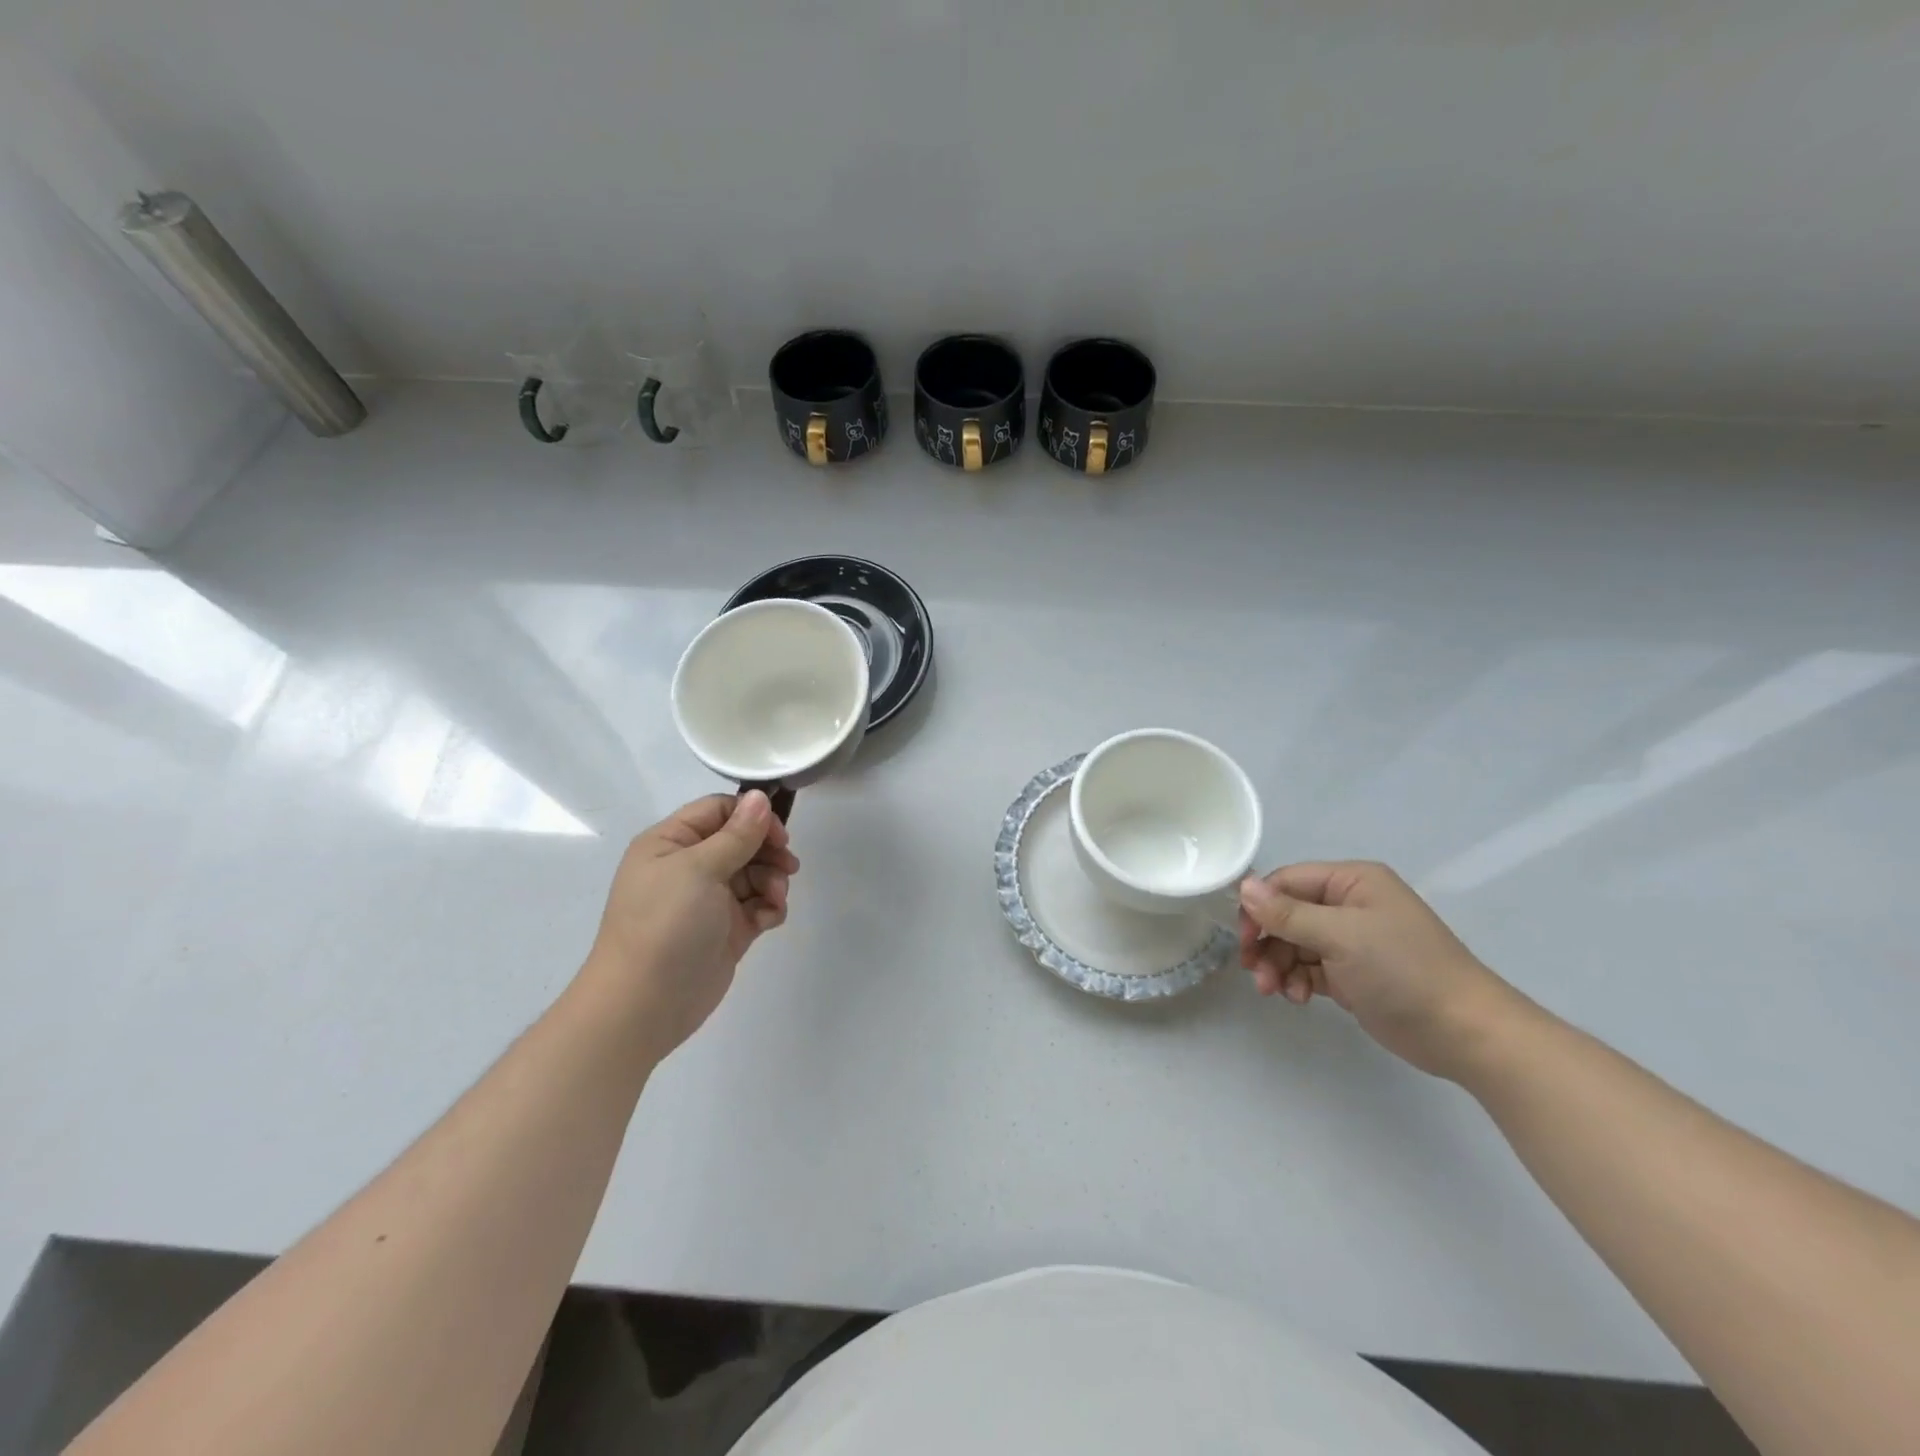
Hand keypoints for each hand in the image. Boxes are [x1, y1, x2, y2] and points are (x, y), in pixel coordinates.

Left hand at [578, 791, 798, 1060]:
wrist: (645, 1004)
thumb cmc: (665, 924)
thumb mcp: (699, 869)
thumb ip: (736, 834)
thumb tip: (760, 796)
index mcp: (671, 843)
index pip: (719, 811)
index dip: (751, 816)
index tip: (778, 833)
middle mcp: (689, 866)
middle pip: (742, 841)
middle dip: (768, 850)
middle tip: (788, 866)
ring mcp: (709, 900)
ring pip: (755, 873)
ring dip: (773, 880)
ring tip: (775, 898)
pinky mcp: (728, 929)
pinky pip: (758, 905)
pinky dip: (770, 907)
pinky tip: (770, 918)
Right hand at [1238, 861, 1524, 1079]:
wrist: (1464, 1033)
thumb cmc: (1402, 970)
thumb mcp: (1340, 936)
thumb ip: (1288, 913)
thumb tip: (1243, 886)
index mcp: (1351, 881)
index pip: (1287, 882)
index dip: (1259, 906)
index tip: (1242, 938)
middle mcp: (1349, 904)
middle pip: (1287, 914)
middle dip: (1267, 942)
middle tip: (1253, 971)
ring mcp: (1351, 940)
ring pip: (1294, 943)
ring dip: (1278, 965)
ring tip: (1275, 991)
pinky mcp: (1352, 973)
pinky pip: (1309, 967)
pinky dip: (1297, 980)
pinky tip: (1298, 998)